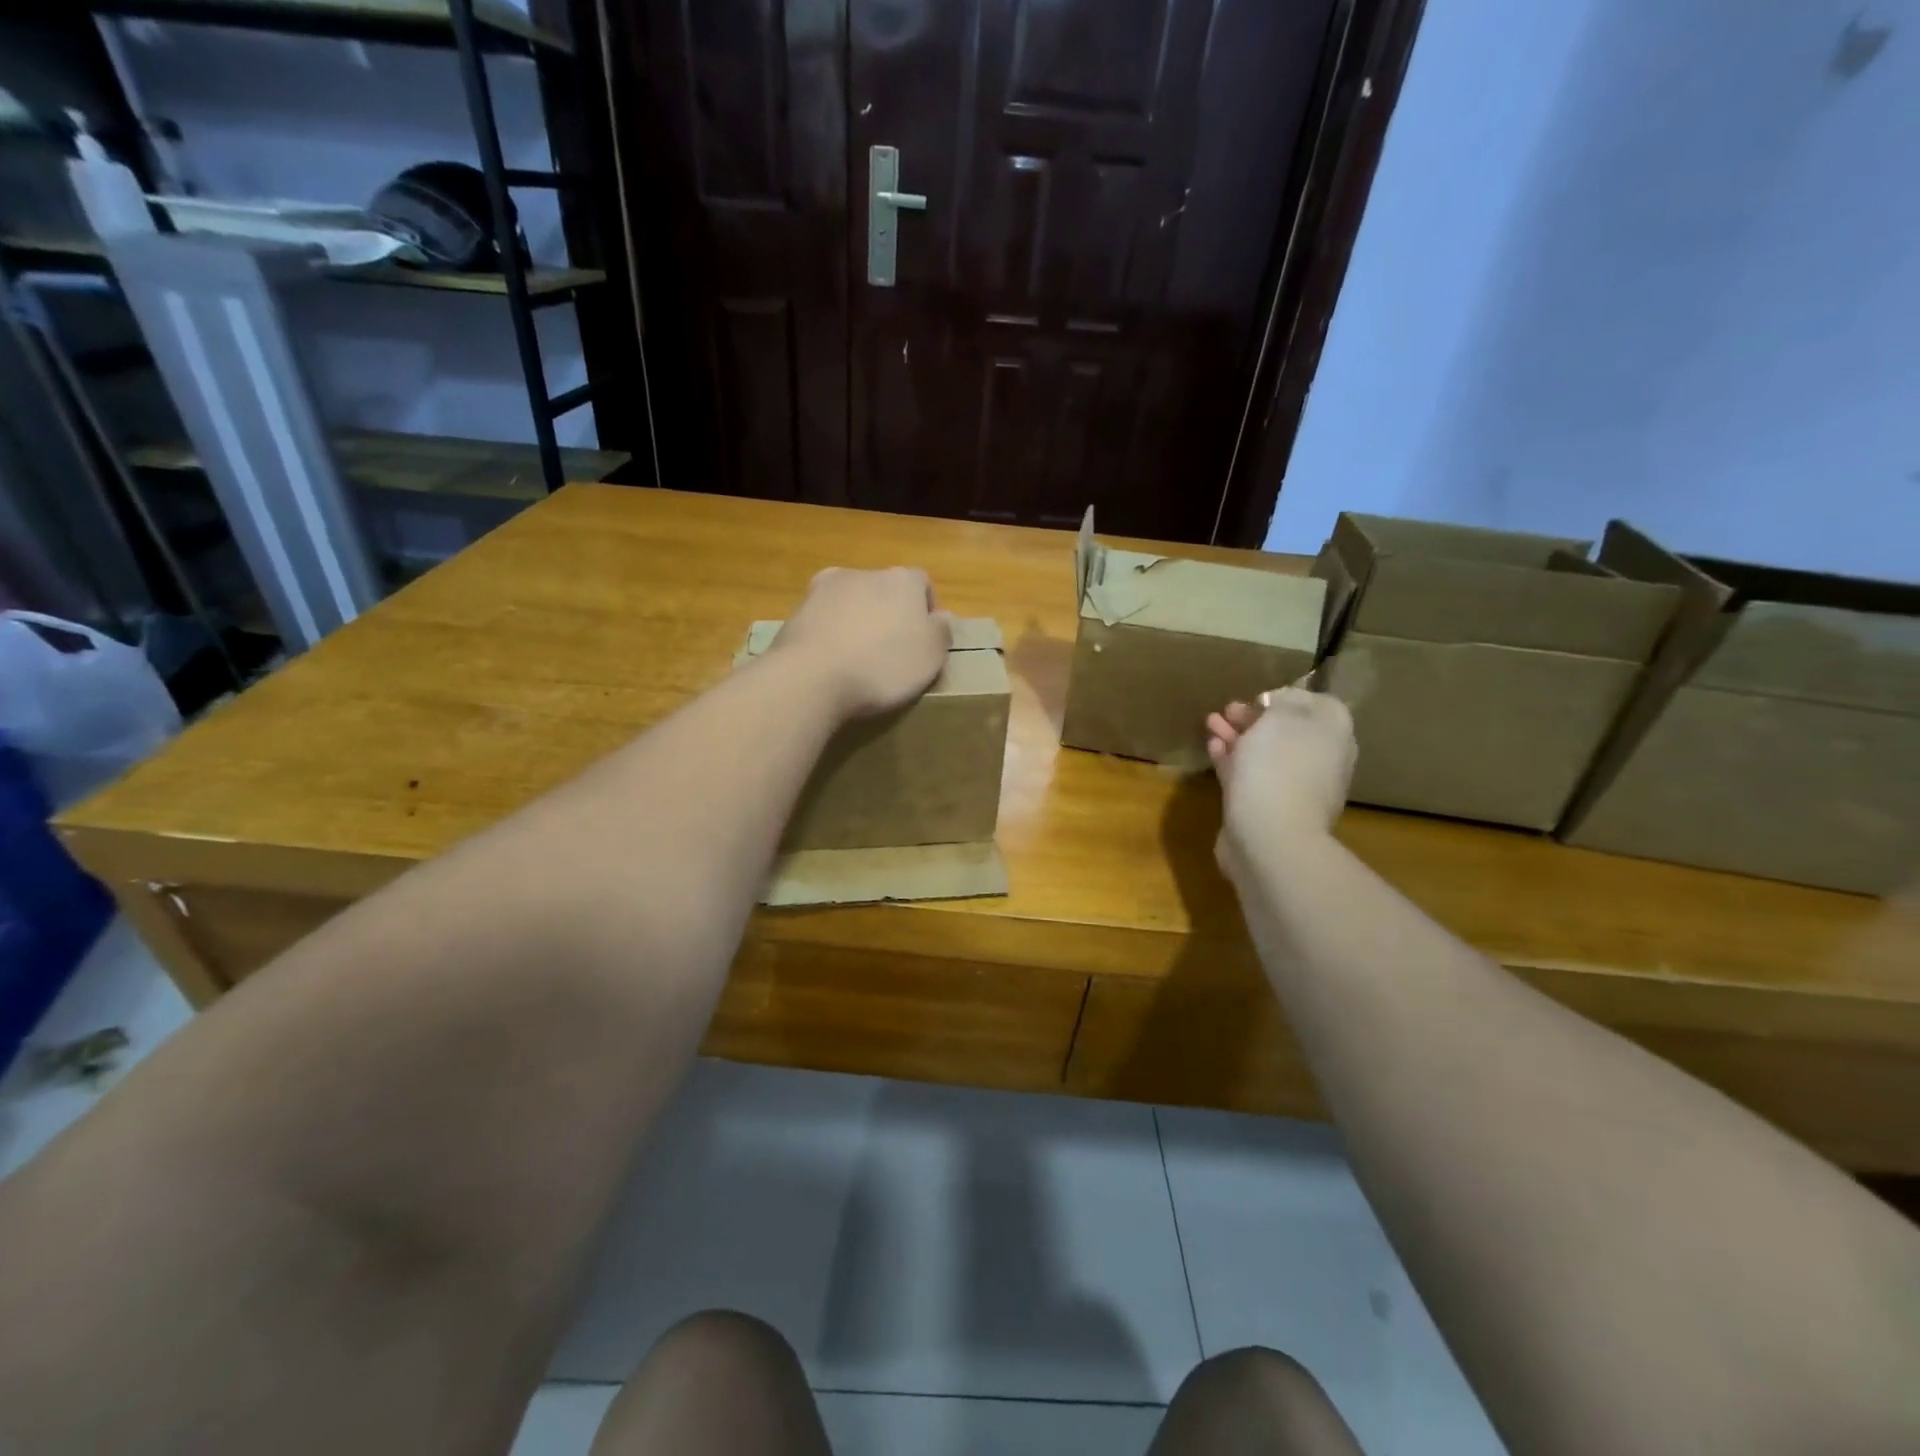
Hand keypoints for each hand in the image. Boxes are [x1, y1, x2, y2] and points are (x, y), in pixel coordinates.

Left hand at [773, 567, 952, 719]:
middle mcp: (863, 573)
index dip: (926, 610)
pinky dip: (829, 635)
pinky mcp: (796, 611)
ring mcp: (824, 589)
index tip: (923, 641)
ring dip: (856, 622)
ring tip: (857, 660)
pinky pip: (823, 620)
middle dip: (888, 614)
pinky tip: (830, 663)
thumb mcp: (931, 655)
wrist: (812, 677)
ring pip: (850, 602)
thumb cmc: (883, 665)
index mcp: (902, 579)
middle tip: (891, 652)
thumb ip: (942, 631)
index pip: (922, 583)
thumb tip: (942, 616)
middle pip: (884, 590)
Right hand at [1206, 685, 1355, 861]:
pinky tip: (1212, 747)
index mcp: (1333, 736)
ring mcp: (1293, 787)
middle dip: (1257, 717)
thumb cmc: (1279, 767)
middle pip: (1288, 730)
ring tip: (1210, 722)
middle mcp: (1319, 760)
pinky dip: (1231, 759)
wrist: (1269, 837)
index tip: (1260, 696)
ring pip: (1264, 753)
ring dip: (1238, 736)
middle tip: (1228, 708)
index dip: (1290, 696)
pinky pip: (1248, 775)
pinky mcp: (1265, 807)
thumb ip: (1284, 702)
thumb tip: (1280, 703)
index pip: (1320, 705)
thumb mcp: (1282, 718)